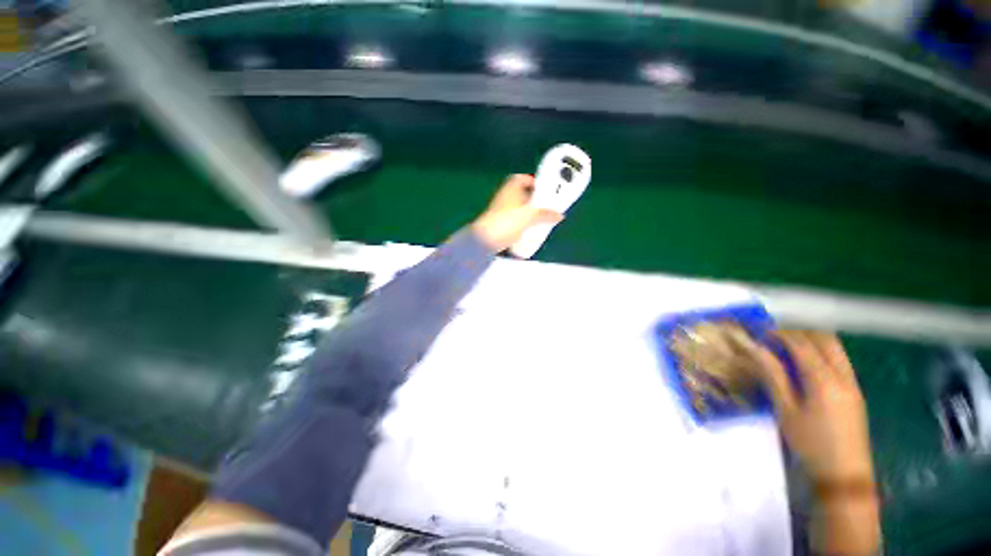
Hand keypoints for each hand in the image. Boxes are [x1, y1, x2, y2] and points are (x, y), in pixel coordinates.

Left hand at [471, 174, 563, 252]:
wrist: (485, 240)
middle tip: (545, 205)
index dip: (533, 181)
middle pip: (521, 194)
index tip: (544, 188)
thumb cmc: (507, 222)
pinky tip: (530, 230)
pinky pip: (514, 220)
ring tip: (540, 219)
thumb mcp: (530, 216)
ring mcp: (500, 211)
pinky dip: (522, 223)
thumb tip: (559, 215)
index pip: (521, 178)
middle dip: (533, 199)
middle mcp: (504, 197)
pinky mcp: (499, 224)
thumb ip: (545, 215)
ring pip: (517, 208)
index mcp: (511, 188)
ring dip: (528, 212)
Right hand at [744, 331, 873, 482]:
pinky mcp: (856, 392)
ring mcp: (854, 384)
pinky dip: (822, 353)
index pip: (802, 345)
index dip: (781, 334)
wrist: (845, 475)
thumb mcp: (786, 411)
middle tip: (776, 337)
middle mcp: (844, 377)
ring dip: (812, 341)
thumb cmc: (810, 444)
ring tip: (788, 348)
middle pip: (825, 340)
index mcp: (824, 381)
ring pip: (836, 349)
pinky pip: (840, 361)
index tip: (760, 332)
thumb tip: (757, 350)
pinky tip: (806, 365)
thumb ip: (774, 376)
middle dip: (800, 332)